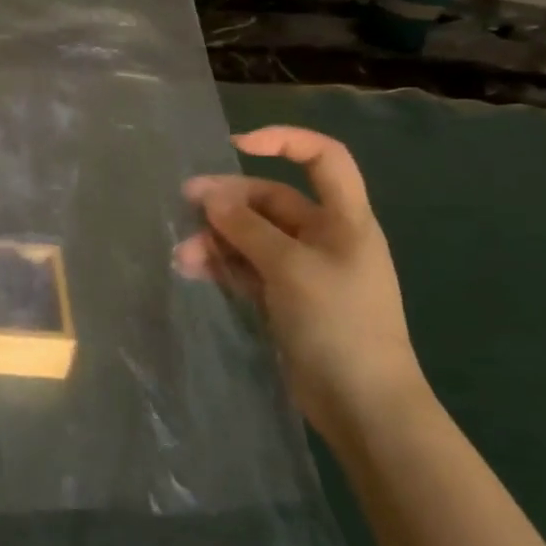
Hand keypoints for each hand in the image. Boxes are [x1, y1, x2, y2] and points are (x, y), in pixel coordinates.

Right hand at [175, 126, 428, 445]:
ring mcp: (302, 269)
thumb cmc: (338, 323)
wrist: (362, 404)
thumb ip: (247, 228)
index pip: (323, 158)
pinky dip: (221, 265)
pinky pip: (247, 268)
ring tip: (183, 255)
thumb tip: (209, 196)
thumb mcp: (291, 268)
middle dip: (228, 201)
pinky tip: (192, 270)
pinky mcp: (283, 299)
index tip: (237, 146)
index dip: (284, 141)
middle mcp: (323, 237)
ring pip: (252, 237)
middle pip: (271, 201)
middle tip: (185, 204)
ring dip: (217, 239)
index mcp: (344, 219)